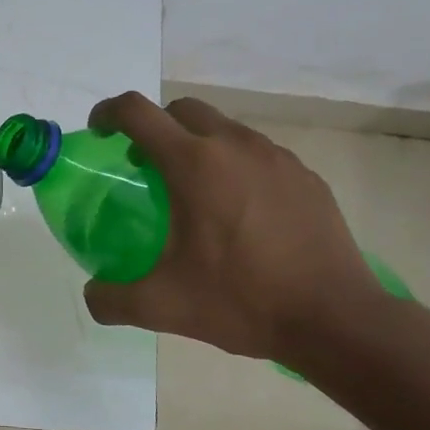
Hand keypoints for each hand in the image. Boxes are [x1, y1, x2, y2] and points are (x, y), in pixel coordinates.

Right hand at [81, 93, 386, 360]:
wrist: (337, 320)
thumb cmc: (242, 301)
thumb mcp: (162, 306)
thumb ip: (111, 299)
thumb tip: (92, 296)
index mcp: (193, 164)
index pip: (138, 112)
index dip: (108, 113)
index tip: (99, 133)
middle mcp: (234, 146)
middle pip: (181, 110)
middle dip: (154, 127)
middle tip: (144, 166)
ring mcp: (276, 158)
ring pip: (223, 128)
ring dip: (196, 144)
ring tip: (193, 191)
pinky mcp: (305, 176)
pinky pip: (257, 153)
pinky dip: (234, 165)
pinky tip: (238, 211)